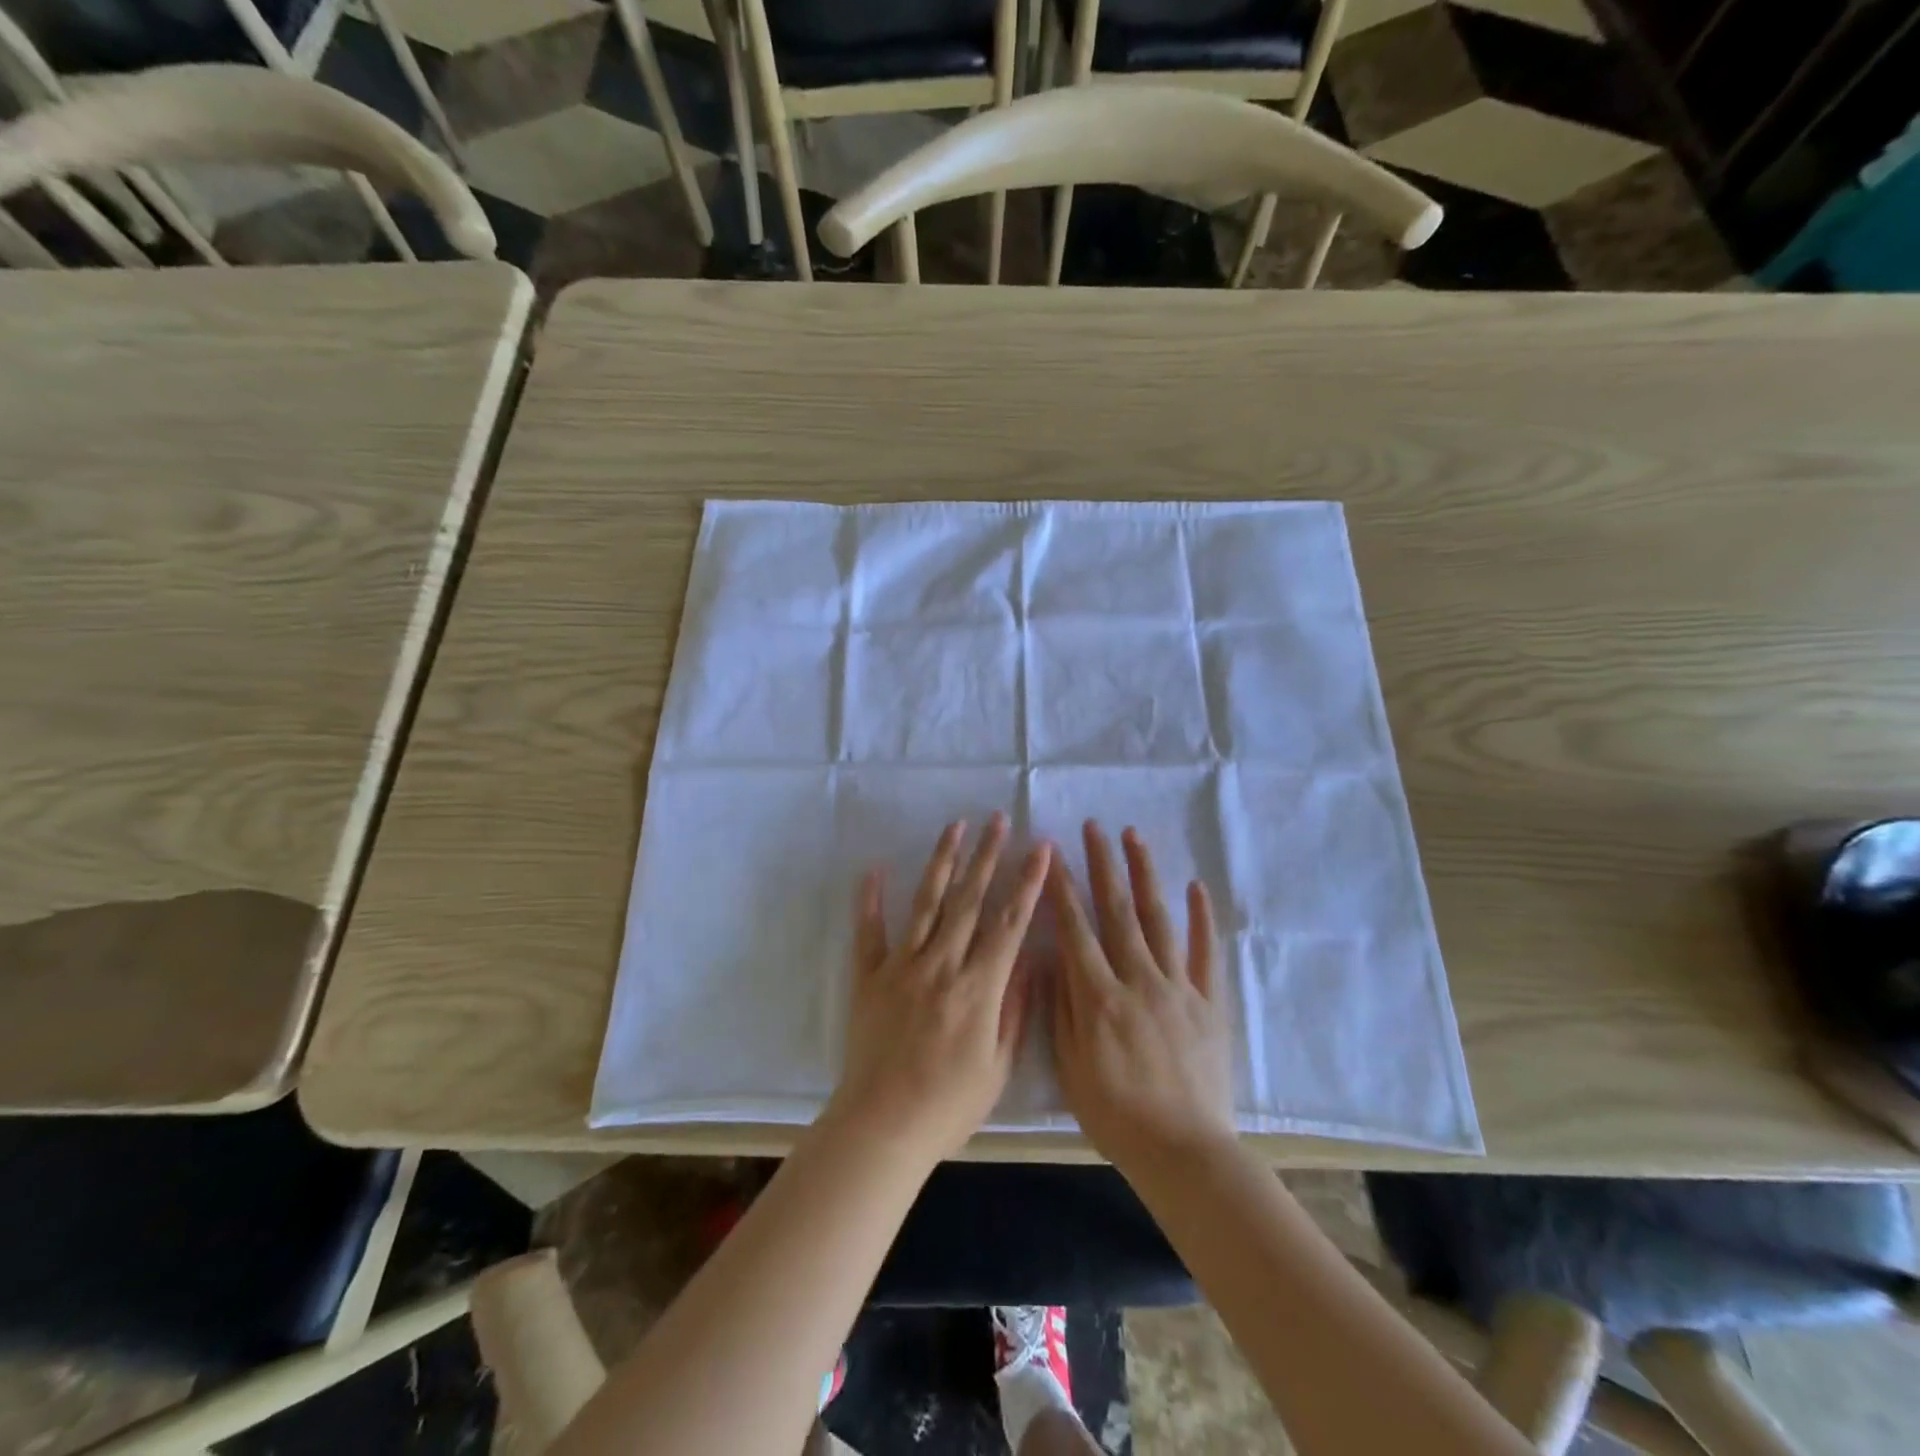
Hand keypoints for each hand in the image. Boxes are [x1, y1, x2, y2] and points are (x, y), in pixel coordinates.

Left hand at [830, 814, 1050, 1165]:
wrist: (882, 1128)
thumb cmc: (948, 1106)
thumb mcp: (998, 1067)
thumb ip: (1014, 1010)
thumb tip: (1028, 961)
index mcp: (978, 988)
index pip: (1009, 923)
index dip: (1027, 882)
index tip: (1039, 848)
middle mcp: (941, 965)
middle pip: (969, 900)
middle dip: (987, 856)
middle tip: (997, 819)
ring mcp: (902, 967)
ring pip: (927, 903)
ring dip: (942, 862)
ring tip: (955, 827)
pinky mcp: (869, 977)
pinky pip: (869, 931)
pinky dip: (871, 899)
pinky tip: (876, 868)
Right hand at [1049, 822, 1234, 1173]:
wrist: (1185, 1152)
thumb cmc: (1117, 1115)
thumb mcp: (1072, 1069)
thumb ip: (1062, 1009)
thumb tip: (1054, 959)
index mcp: (1100, 997)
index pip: (1075, 930)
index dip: (1062, 889)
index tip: (1053, 854)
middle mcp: (1139, 980)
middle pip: (1117, 911)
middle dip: (1103, 865)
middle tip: (1094, 827)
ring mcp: (1178, 988)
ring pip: (1158, 920)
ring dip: (1144, 875)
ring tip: (1134, 837)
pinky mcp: (1209, 1002)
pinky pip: (1206, 953)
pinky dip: (1201, 918)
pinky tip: (1195, 886)